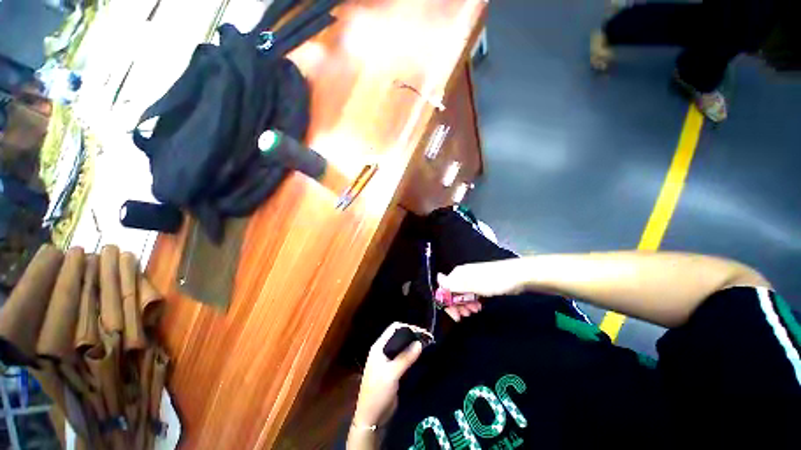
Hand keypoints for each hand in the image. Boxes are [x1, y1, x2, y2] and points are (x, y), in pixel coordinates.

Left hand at [352, 323, 424, 428]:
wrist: (371, 417)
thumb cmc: (378, 392)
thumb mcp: (392, 374)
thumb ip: (405, 357)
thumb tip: (420, 343)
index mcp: (379, 347)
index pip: (393, 328)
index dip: (407, 327)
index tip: (421, 332)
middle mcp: (383, 350)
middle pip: (399, 336)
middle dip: (412, 335)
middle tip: (427, 339)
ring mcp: (387, 360)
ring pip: (402, 347)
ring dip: (412, 345)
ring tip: (426, 345)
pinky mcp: (393, 370)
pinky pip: (403, 357)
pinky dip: (411, 355)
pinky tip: (420, 356)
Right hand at [437, 259, 528, 321]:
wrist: (517, 276)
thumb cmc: (493, 280)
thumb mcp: (473, 284)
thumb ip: (454, 284)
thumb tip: (437, 279)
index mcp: (458, 274)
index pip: (444, 288)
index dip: (446, 301)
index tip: (454, 314)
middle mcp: (462, 276)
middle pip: (452, 293)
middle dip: (456, 306)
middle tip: (464, 316)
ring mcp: (471, 281)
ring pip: (462, 295)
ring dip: (465, 305)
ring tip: (474, 312)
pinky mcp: (480, 285)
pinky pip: (471, 295)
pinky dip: (472, 303)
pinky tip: (478, 308)